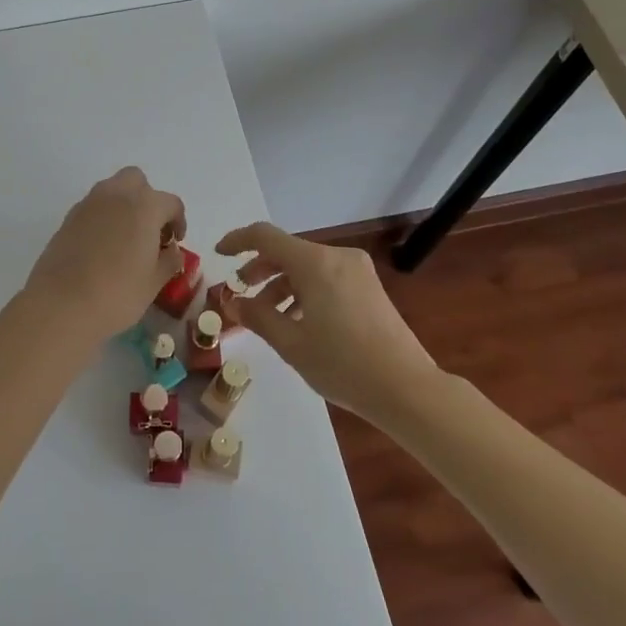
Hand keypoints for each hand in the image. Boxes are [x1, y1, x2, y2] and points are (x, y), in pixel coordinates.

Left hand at [26, 168, 185, 339]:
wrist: (60, 305)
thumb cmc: (116, 294)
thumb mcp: (153, 282)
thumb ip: (169, 261)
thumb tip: (171, 251)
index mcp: (144, 206)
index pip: (171, 203)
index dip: (178, 221)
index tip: (175, 242)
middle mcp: (116, 195)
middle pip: (137, 181)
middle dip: (147, 199)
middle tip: (150, 230)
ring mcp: (88, 204)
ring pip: (112, 190)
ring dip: (124, 205)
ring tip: (126, 239)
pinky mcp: (67, 218)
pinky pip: (93, 207)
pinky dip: (103, 218)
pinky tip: (103, 247)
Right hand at [215, 222, 438, 417]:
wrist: (407, 389)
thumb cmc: (343, 364)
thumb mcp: (291, 344)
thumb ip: (257, 317)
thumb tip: (233, 301)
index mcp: (315, 263)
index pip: (265, 236)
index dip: (238, 241)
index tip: (219, 254)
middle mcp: (337, 257)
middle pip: (288, 251)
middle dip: (260, 269)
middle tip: (241, 292)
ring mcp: (357, 271)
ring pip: (307, 267)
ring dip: (282, 285)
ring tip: (267, 317)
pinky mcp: (369, 287)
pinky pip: (326, 278)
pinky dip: (304, 291)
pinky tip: (298, 321)